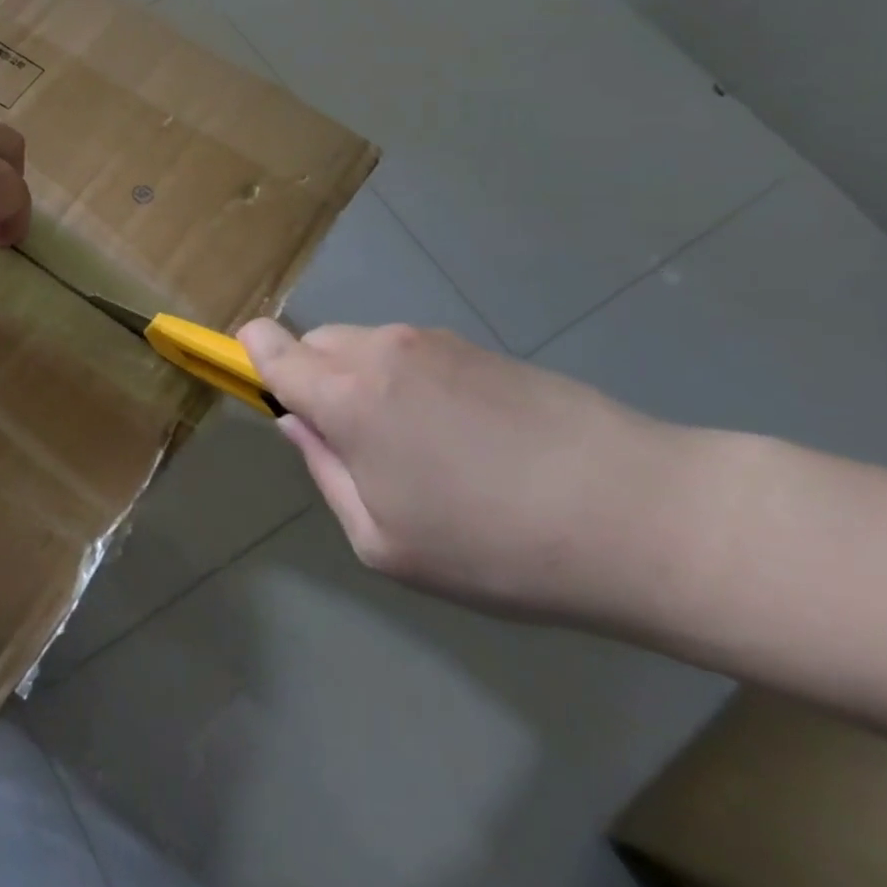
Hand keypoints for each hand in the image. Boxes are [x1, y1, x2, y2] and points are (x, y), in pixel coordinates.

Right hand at [238, 319, 693, 616]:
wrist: (637, 514)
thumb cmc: (493, 547)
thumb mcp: (384, 540)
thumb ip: (325, 472)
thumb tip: (298, 424)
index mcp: (345, 395)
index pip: (267, 344)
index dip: (250, 356)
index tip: (263, 387)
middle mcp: (379, 350)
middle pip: (314, 342)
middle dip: (313, 380)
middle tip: (354, 445)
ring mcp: (432, 340)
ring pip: (364, 346)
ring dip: (364, 382)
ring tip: (418, 449)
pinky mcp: (476, 345)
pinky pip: (411, 353)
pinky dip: (408, 381)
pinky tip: (461, 436)